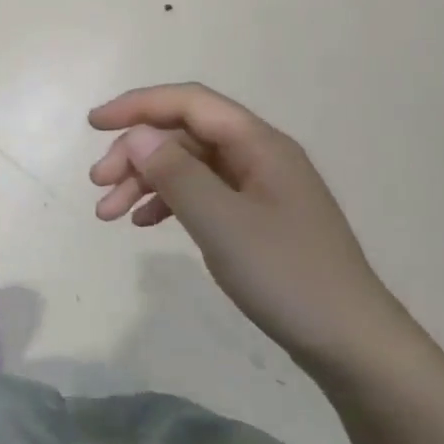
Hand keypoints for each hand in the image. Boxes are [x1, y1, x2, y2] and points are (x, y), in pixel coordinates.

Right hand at [89, 83, 393, 356]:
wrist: (349, 339)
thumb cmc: (286, 275)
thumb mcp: (222, 223)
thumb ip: (176, 175)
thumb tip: (137, 136)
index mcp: (258, 144)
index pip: (189, 103)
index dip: (137, 106)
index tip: (93, 125)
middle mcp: (258, 156)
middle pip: (185, 135)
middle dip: (136, 153)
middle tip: (98, 186)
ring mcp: (259, 188)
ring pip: (189, 166)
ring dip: (146, 181)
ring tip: (108, 213)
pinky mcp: (257, 218)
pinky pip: (203, 195)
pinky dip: (169, 203)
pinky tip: (144, 223)